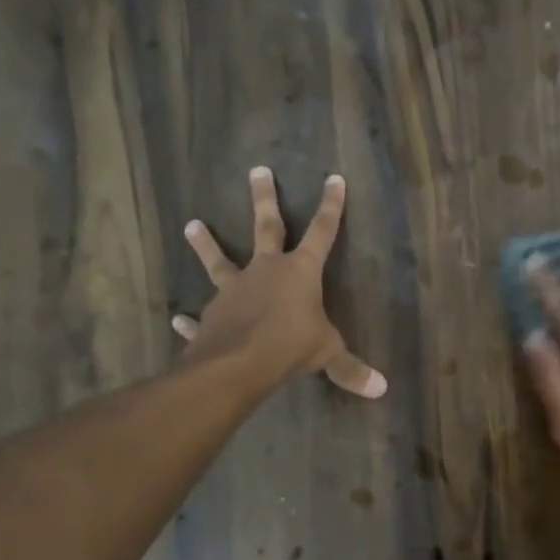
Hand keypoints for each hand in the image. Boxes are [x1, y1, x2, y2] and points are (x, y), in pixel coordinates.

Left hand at [171, 168, 386, 398]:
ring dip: (206, 244)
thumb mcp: (328, 354)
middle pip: (267, 227)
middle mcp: (266, 271)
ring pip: (219, 261)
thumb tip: (381, 389)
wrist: (238, 363)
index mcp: (301, 272)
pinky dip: (190, 321)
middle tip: (258, 170)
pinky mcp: (211, 317)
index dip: (331, 206)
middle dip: (265, 199)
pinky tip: (178, 320)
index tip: (334, 178)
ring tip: (192, 224)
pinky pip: (200, 318)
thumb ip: (351, 369)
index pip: (323, 232)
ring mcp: (234, 291)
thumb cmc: (292, 346)